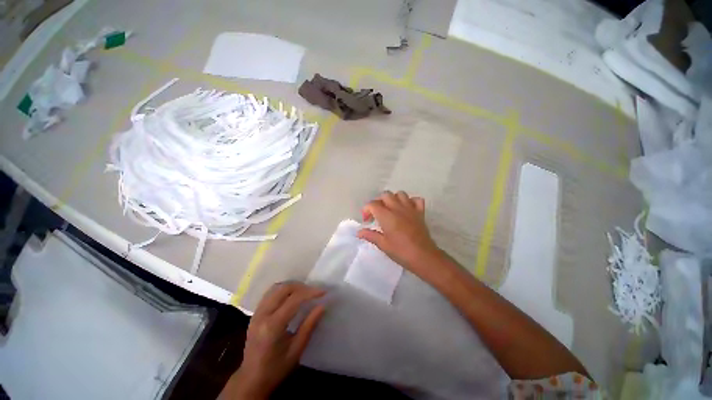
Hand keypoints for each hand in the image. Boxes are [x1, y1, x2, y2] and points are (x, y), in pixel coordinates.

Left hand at [226, 283, 325, 399]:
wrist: (251, 380)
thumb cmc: (276, 369)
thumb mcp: (296, 350)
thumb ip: (309, 326)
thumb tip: (322, 306)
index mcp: (272, 326)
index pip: (294, 299)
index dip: (310, 293)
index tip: (323, 292)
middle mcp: (262, 315)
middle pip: (283, 289)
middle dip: (301, 287)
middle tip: (314, 292)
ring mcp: (256, 313)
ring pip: (275, 288)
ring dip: (292, 287)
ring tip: (304, 292)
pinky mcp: (255, 314)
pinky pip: (270, 294)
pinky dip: (283, 291)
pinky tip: (291, 297)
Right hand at [357, 191, 442, 279]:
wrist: (423, 256)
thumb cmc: (400, 251)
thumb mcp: (383, 244)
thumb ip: (370, 235)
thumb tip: (359, 232)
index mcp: (386, 215)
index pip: (372, 204)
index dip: (366, 210)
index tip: (367, 221)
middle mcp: (397, 208)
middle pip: (385, 195)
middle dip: (378, 202)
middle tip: (377, 214)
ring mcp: (410, 208)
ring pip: (400, 194)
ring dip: (393, 199)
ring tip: (391, 209)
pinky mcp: (420, 212)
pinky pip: (416, 200)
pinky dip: (410, 201)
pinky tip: (407, 209)